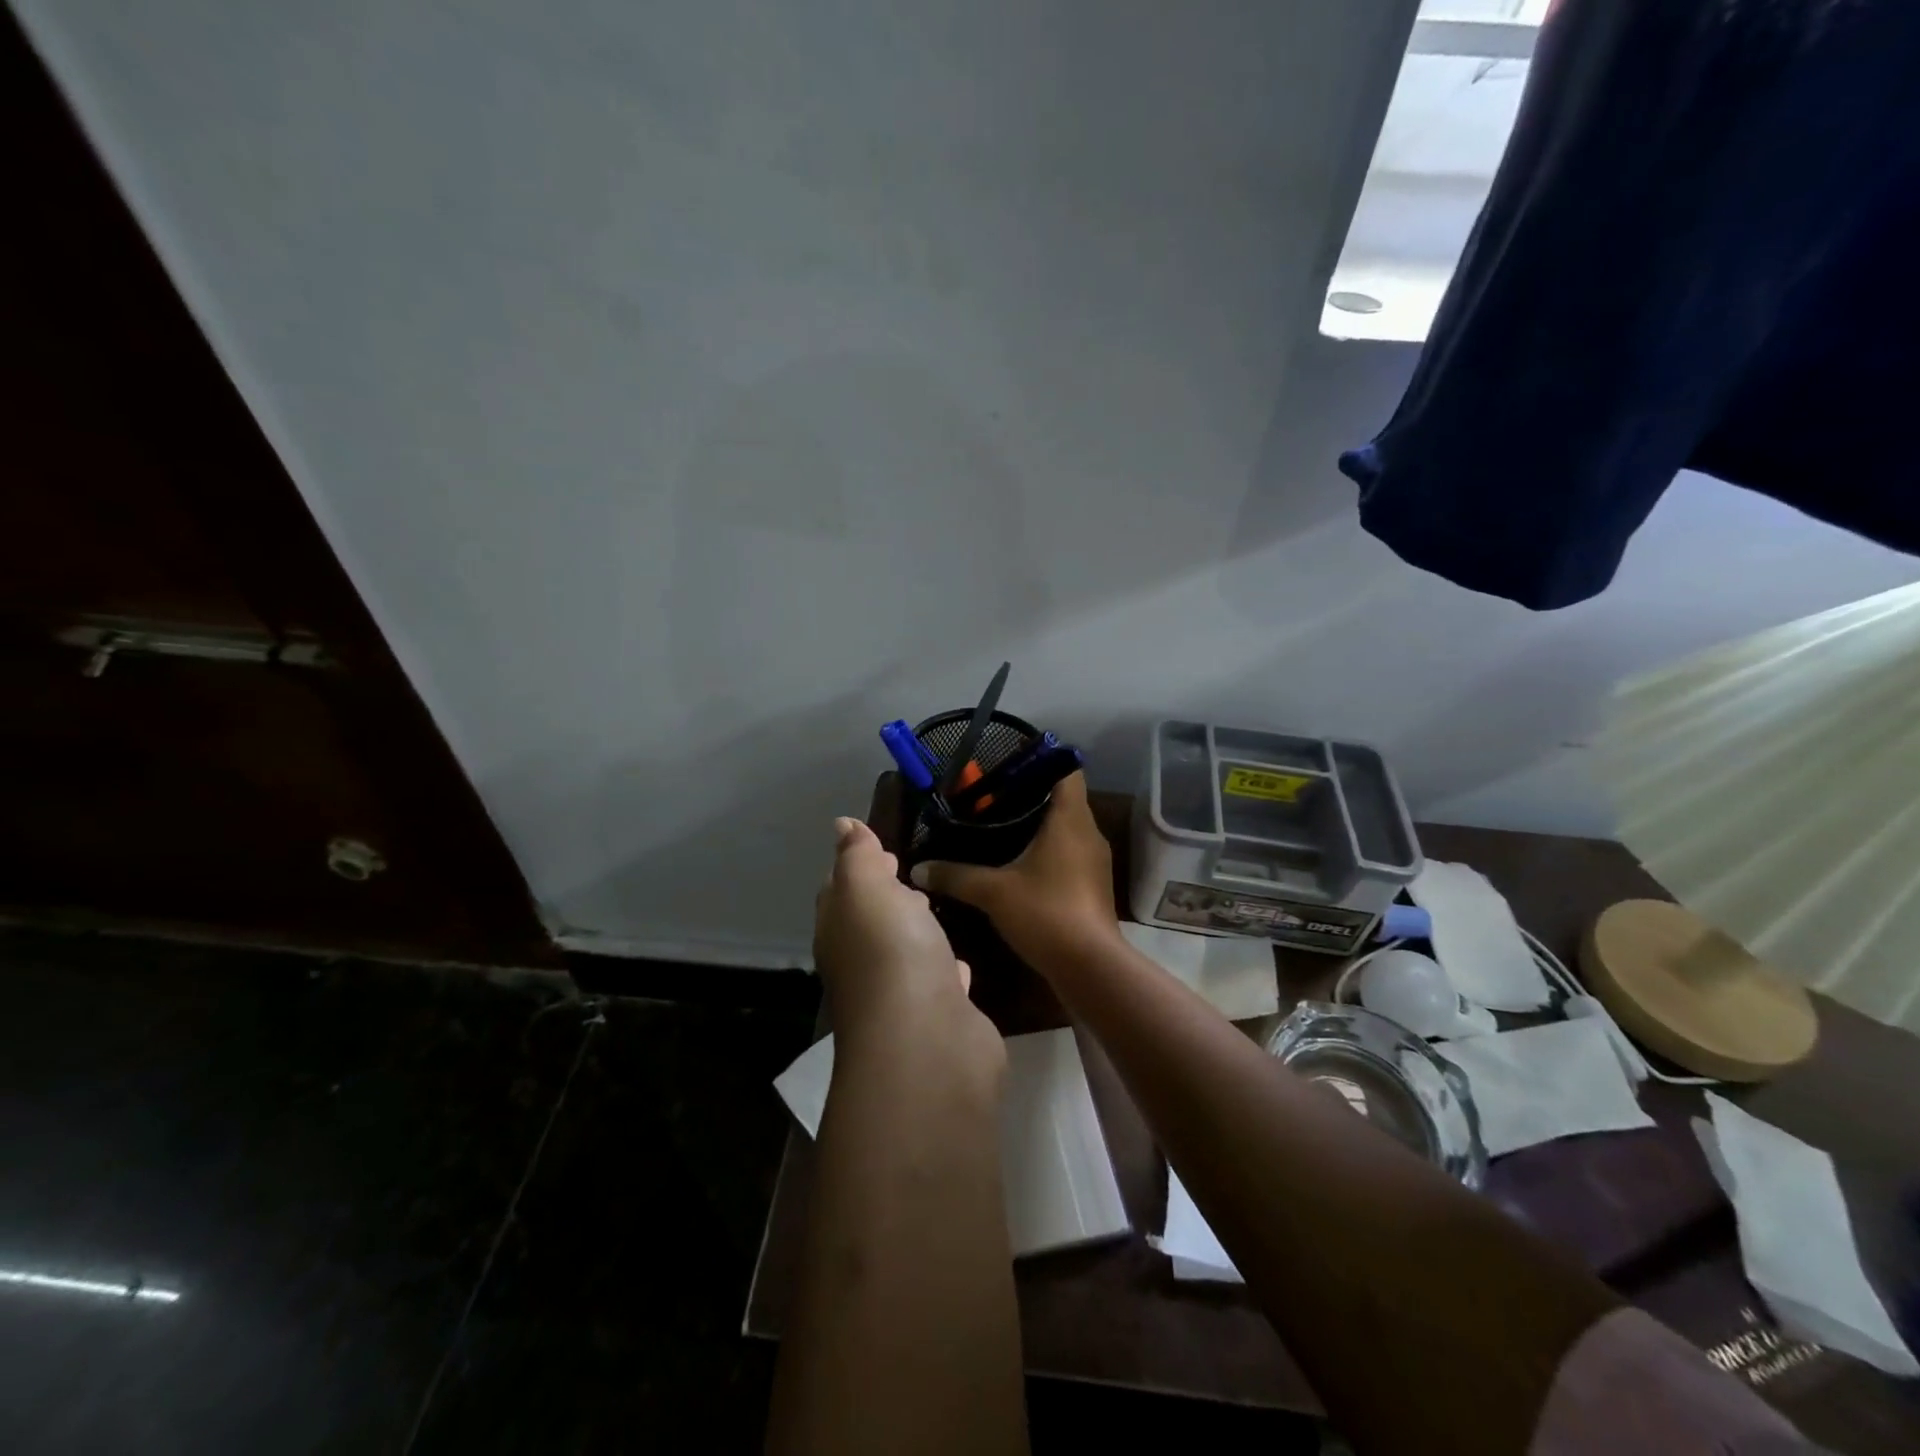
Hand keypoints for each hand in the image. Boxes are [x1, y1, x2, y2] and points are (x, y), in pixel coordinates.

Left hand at [814, 818, 1002, 1072]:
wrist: (927, 1041)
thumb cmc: (891, 951)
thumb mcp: (866, 888)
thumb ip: (857, 856)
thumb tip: (842, 825)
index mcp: (840, 930)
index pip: (840, 892)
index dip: (857, 867)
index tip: (883, 849)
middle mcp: (864, 963)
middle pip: (872, 922)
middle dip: (887, 897)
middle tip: (912, 873)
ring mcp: (902, 993)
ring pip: (907, 952)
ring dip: (917, 932)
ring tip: (937, 908)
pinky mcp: (941, 1015)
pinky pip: (942, 983)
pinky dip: (947, 968)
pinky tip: (963, 962)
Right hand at [910, 772, 1121, 970]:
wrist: (1090, 967)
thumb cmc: (1046, 913)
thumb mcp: (993, 892)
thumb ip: (955, 875)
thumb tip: (918, 868)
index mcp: (1071, 819)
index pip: (1066, 770)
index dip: (1041, 761)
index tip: (1009, 766)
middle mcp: (1088, 832)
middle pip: (1063, 798)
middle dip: (1029, 795)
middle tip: (990, 799)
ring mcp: (1094, 860)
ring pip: (1066, 828)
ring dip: (1038, 825)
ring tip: (999, 828)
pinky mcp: (1092, 884)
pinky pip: (1068, 853)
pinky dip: (1046, 851)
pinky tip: (1018, 865)